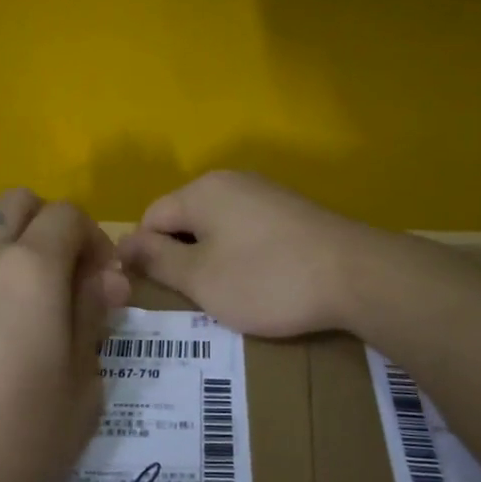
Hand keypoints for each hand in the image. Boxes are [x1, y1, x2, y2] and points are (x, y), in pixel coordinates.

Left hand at [0, 189, 129, 481]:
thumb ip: (92, 319)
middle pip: (17, 203)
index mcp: (30, 269)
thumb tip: (103, 280)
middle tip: (63, 280)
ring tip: (18, 303)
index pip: (68, 216)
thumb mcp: (81, 387)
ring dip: (7, 246)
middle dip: (49, 227)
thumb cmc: (15, 441)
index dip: (95, 240)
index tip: (103, 284)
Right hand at [117, 172, 381, 337]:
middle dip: (179, 257)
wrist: (357, 275)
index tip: (155, 294)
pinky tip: (257, 283)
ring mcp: (265, 193)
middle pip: (184, 219)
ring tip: (223, 296)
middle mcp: (231, 181)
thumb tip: (123, 243)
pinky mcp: (291, 211)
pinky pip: (246, 230)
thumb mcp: (201, 278)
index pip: (150, 217)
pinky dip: (241, 256)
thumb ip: (156, 259)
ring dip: (210, 259)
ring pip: (216, 226)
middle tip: (189, 299)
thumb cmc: (267, 279)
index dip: (144, 256)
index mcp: (202, 190)